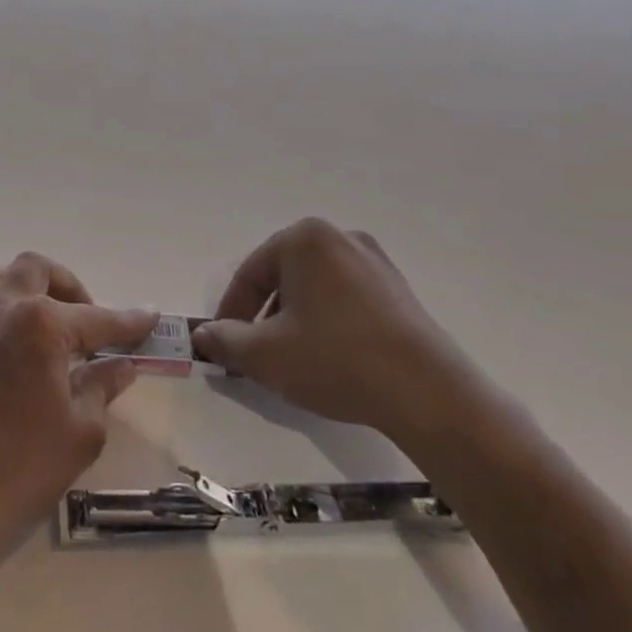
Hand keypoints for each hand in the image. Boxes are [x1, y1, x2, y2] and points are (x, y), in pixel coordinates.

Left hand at [0, 254, 155, 590]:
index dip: (127, 321)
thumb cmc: (19, 472)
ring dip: (14, 282)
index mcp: (42, 326)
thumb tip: (121, 365)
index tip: (149, 316)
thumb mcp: (80, 435)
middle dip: (66, 284)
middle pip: (35, 270)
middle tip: (82, 318)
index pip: (96, 318)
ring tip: (30, 309)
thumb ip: (102, 388)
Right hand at [191, 218, 465, 437]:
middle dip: (264, 314)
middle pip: (284, 276)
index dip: (231, 312)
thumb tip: (203, 335)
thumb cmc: (335, 359)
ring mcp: (375, 262)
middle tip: (255, 352)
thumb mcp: (265, 354)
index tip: (223, 345)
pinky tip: (330, 357)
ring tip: (292, 359)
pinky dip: (328, 321)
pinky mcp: (399, 291)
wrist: (428, 394)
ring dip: (295, 318)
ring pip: (315, 288)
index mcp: (305, 238)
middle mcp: (340, 237)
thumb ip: (225, 340)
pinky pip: (346, 299)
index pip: (251, 273)